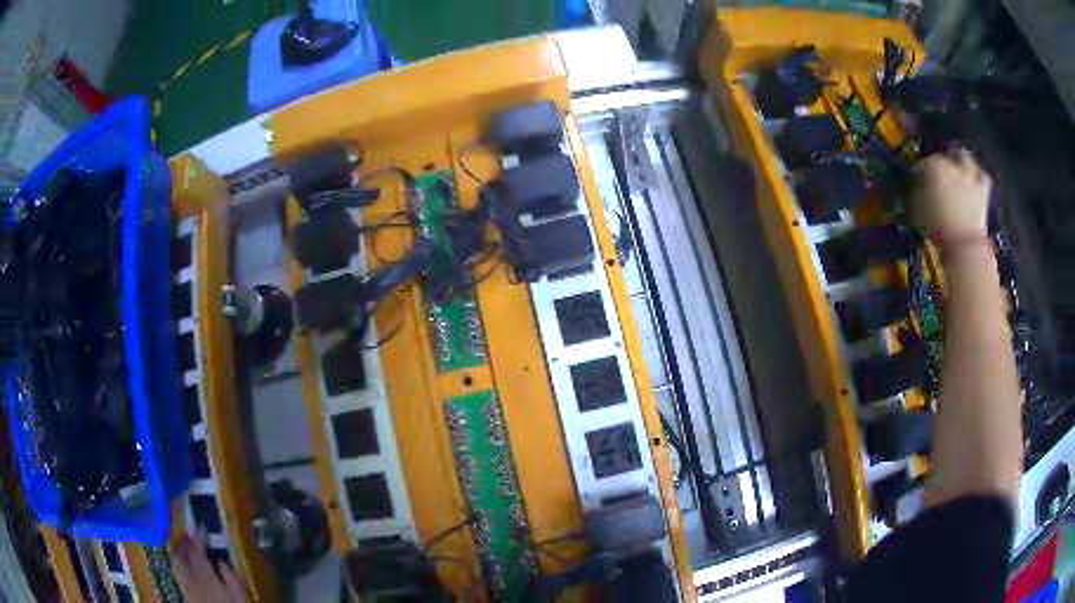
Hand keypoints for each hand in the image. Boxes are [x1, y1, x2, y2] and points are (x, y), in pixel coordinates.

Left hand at [171, 528, 246, 601]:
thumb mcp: (240, 597)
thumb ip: (231, 579)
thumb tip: (222, 561)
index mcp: (204, 578)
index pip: (196, 551)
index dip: (198, 538)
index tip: (202, 527)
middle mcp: (189, 581)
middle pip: (178, 558)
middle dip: (182, 546)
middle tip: (190, 538)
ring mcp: (186, 591)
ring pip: (177, 568)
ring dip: (180, 557)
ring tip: (188, 553)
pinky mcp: (187, 599)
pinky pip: (181, 579)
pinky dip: (183, 571)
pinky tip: (192, 573)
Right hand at [913, 149, 991, 241]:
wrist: (964, 245)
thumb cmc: (936, 228)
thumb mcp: (916, 212)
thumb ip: (915, 195)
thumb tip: (914, 190)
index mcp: (932, 166)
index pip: (922, 163)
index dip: (919, 173)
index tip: (917, 183)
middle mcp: (951, 164)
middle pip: (945, 155)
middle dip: (944, 159)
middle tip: (941, 169)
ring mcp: (969, 176)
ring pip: (965, 158)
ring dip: (962, 161)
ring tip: (959, 170)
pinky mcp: (983, 191)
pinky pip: (983, 177)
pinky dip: (979, 176)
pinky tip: (976, 181)